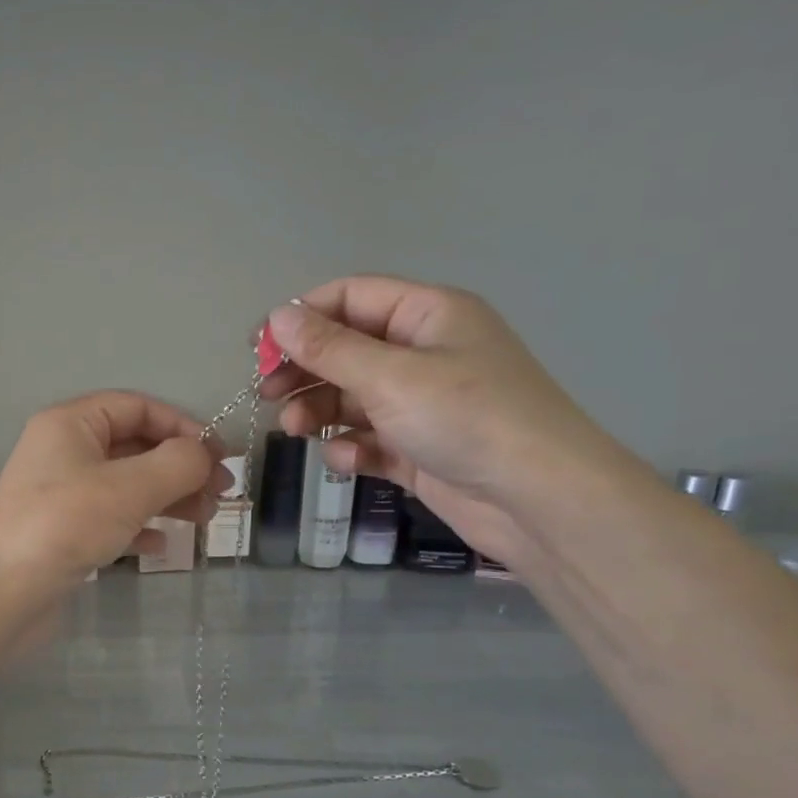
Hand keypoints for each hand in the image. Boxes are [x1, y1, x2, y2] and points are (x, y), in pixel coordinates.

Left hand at [0, 391, 224, 597]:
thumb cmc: (64, 525)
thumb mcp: (130, 487)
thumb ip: (178, 463)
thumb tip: (206, 454)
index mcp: (71, 423)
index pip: (138, 407)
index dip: (183, 426)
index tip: (221, 457)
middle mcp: (63, 451)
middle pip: (134, 446)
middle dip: (180, 467)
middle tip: (220, 495)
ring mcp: (60, 494)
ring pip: (126, 484)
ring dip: (167, 497)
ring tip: (203, 520)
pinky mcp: (60, 532)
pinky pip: (110, 518)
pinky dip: (139, 526)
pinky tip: (160, 546)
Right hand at [261, 276, 622, 564]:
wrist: (539, 500)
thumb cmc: (466, 417)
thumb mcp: (390, 376)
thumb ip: (328, 347)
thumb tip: (277, 316)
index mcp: (426, 315)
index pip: (350, 298)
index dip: (301, 317)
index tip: (258, 348)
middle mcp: (422, 353)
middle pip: (345, 349)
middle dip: (304, 370)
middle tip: (266, 393)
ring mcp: (421, 403)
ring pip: (351, 397)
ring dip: (319, 410)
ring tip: (294, 429)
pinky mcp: (418, 448)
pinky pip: (370, 438)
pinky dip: (351, 447)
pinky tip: (345, 459)